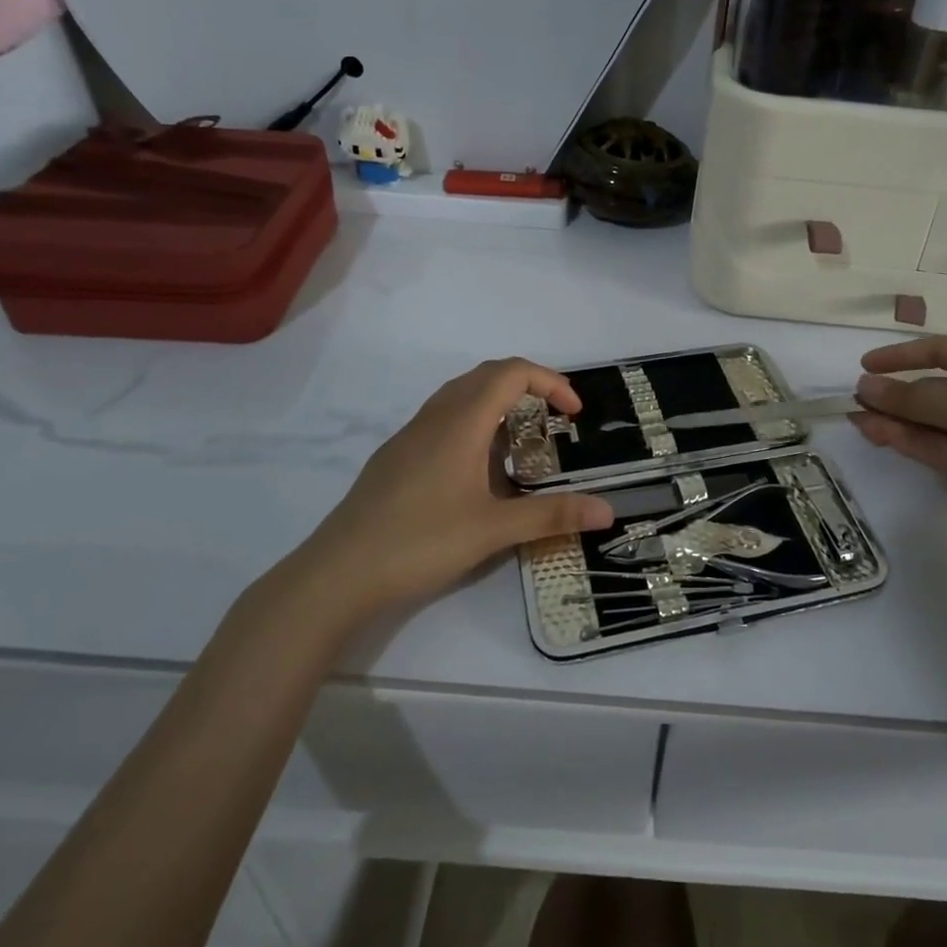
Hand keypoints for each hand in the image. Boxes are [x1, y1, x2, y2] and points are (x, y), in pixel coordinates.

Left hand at [280, 358, 612, 628]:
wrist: (337, 574)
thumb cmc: (420, 542)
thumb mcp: (493, 530)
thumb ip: (552, 516)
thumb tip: (608, 510)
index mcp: (462, 422)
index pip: (512, 373)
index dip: (550, 382)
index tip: (573, 413)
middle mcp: (436, 416)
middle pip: (487, 375)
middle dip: (528, 385)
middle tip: (554, 419)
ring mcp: (411, 435)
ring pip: (461, 395)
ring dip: (498, 402)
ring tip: (521, 441)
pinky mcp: (396, 456)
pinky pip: (443, 418)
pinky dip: (474, 422)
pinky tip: (477, 470)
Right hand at [852, 336, 946, 535]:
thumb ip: (906, 396)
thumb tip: (863, 387)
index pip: (937, 351)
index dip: (899, 357)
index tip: (865, 365)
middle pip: (928, 389)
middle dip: (892, 395)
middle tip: (855, 400)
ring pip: (926, 420)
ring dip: (893, 419)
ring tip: (856, 419)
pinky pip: (932, 444)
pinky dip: (905, 439)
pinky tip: (875, 432)